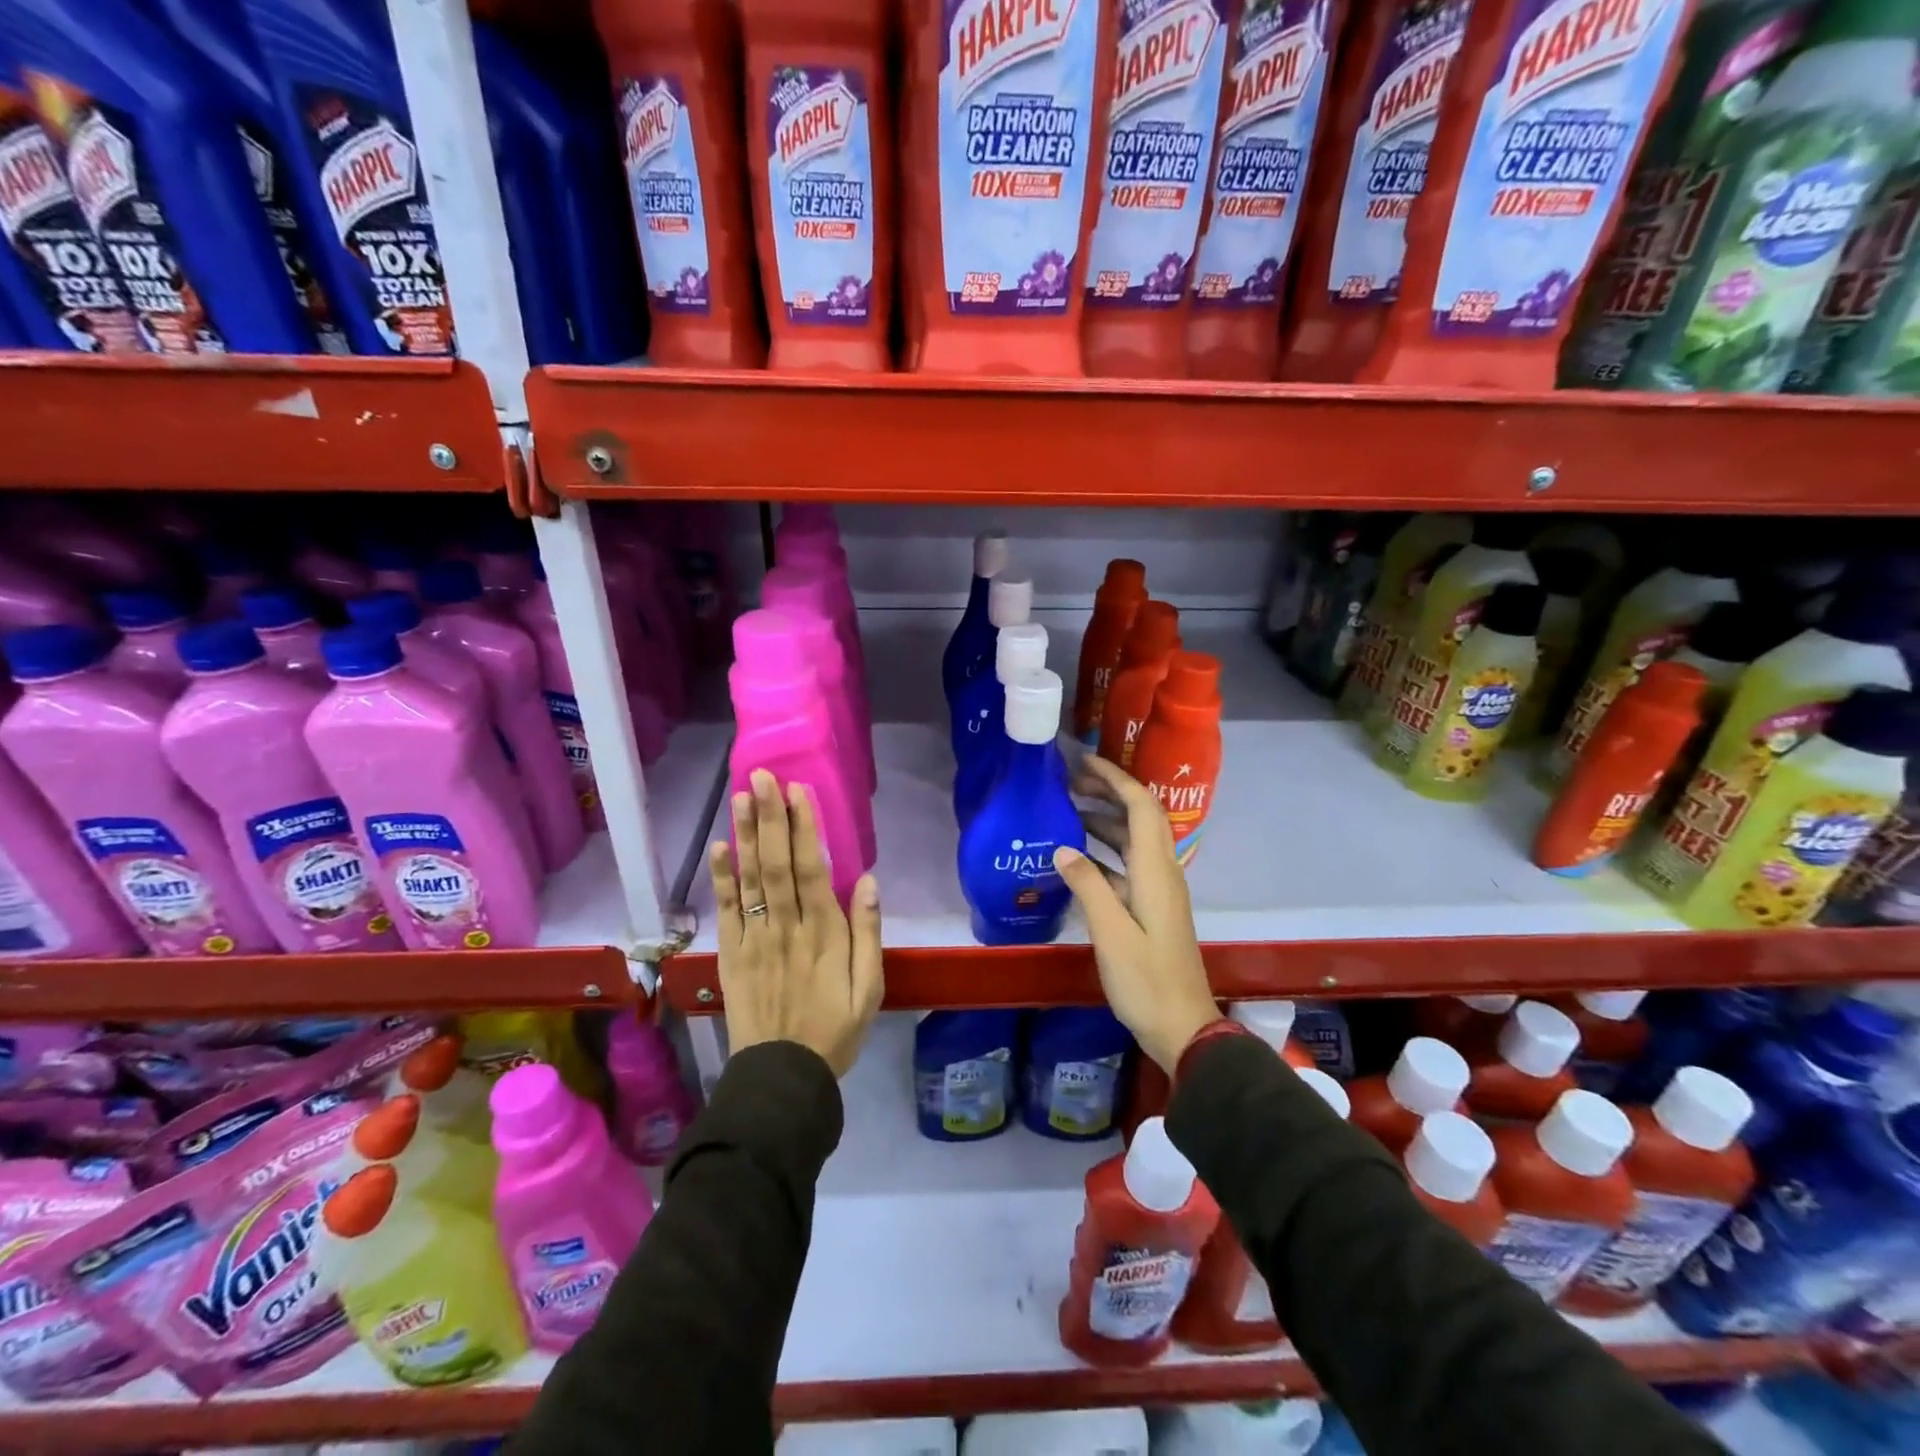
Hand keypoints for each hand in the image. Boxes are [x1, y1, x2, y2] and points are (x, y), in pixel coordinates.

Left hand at [708, 769, 883, 1077]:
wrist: (782, 1076)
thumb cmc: (834, 1029)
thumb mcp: (869, 989)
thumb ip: (867, 934)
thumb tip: (866, 881)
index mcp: (823, 935)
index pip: (811, 870)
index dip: (803, 829)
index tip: (797, 792)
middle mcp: (785, 928)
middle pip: (775, 865)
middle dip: (770, 818)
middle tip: (761, 777)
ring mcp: (753, 939)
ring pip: (749, 879)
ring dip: (746, 835)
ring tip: (741, 796)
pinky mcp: (730, 954)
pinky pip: (725, 910)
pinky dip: (720, 878)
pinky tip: (719, 846)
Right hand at [1053, 755, 1218, 1073]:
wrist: (1183, 1027)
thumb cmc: (1146, 981)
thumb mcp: (1111, 933)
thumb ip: (1087, 886)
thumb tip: (1062, 847)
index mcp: (1156, 871)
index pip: (1140, 807)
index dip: (1115, 778)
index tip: (1083, 762)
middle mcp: (1162, 872)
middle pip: (1140, 817)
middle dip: (1108, 792)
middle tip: (1069, 782)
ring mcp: (1158, 890)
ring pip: (1133, 841)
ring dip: (1104, 820)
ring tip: (1066, 811)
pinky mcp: (1151, 908)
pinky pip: (1127, 865)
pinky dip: (1103, 853)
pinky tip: (1075, 858)